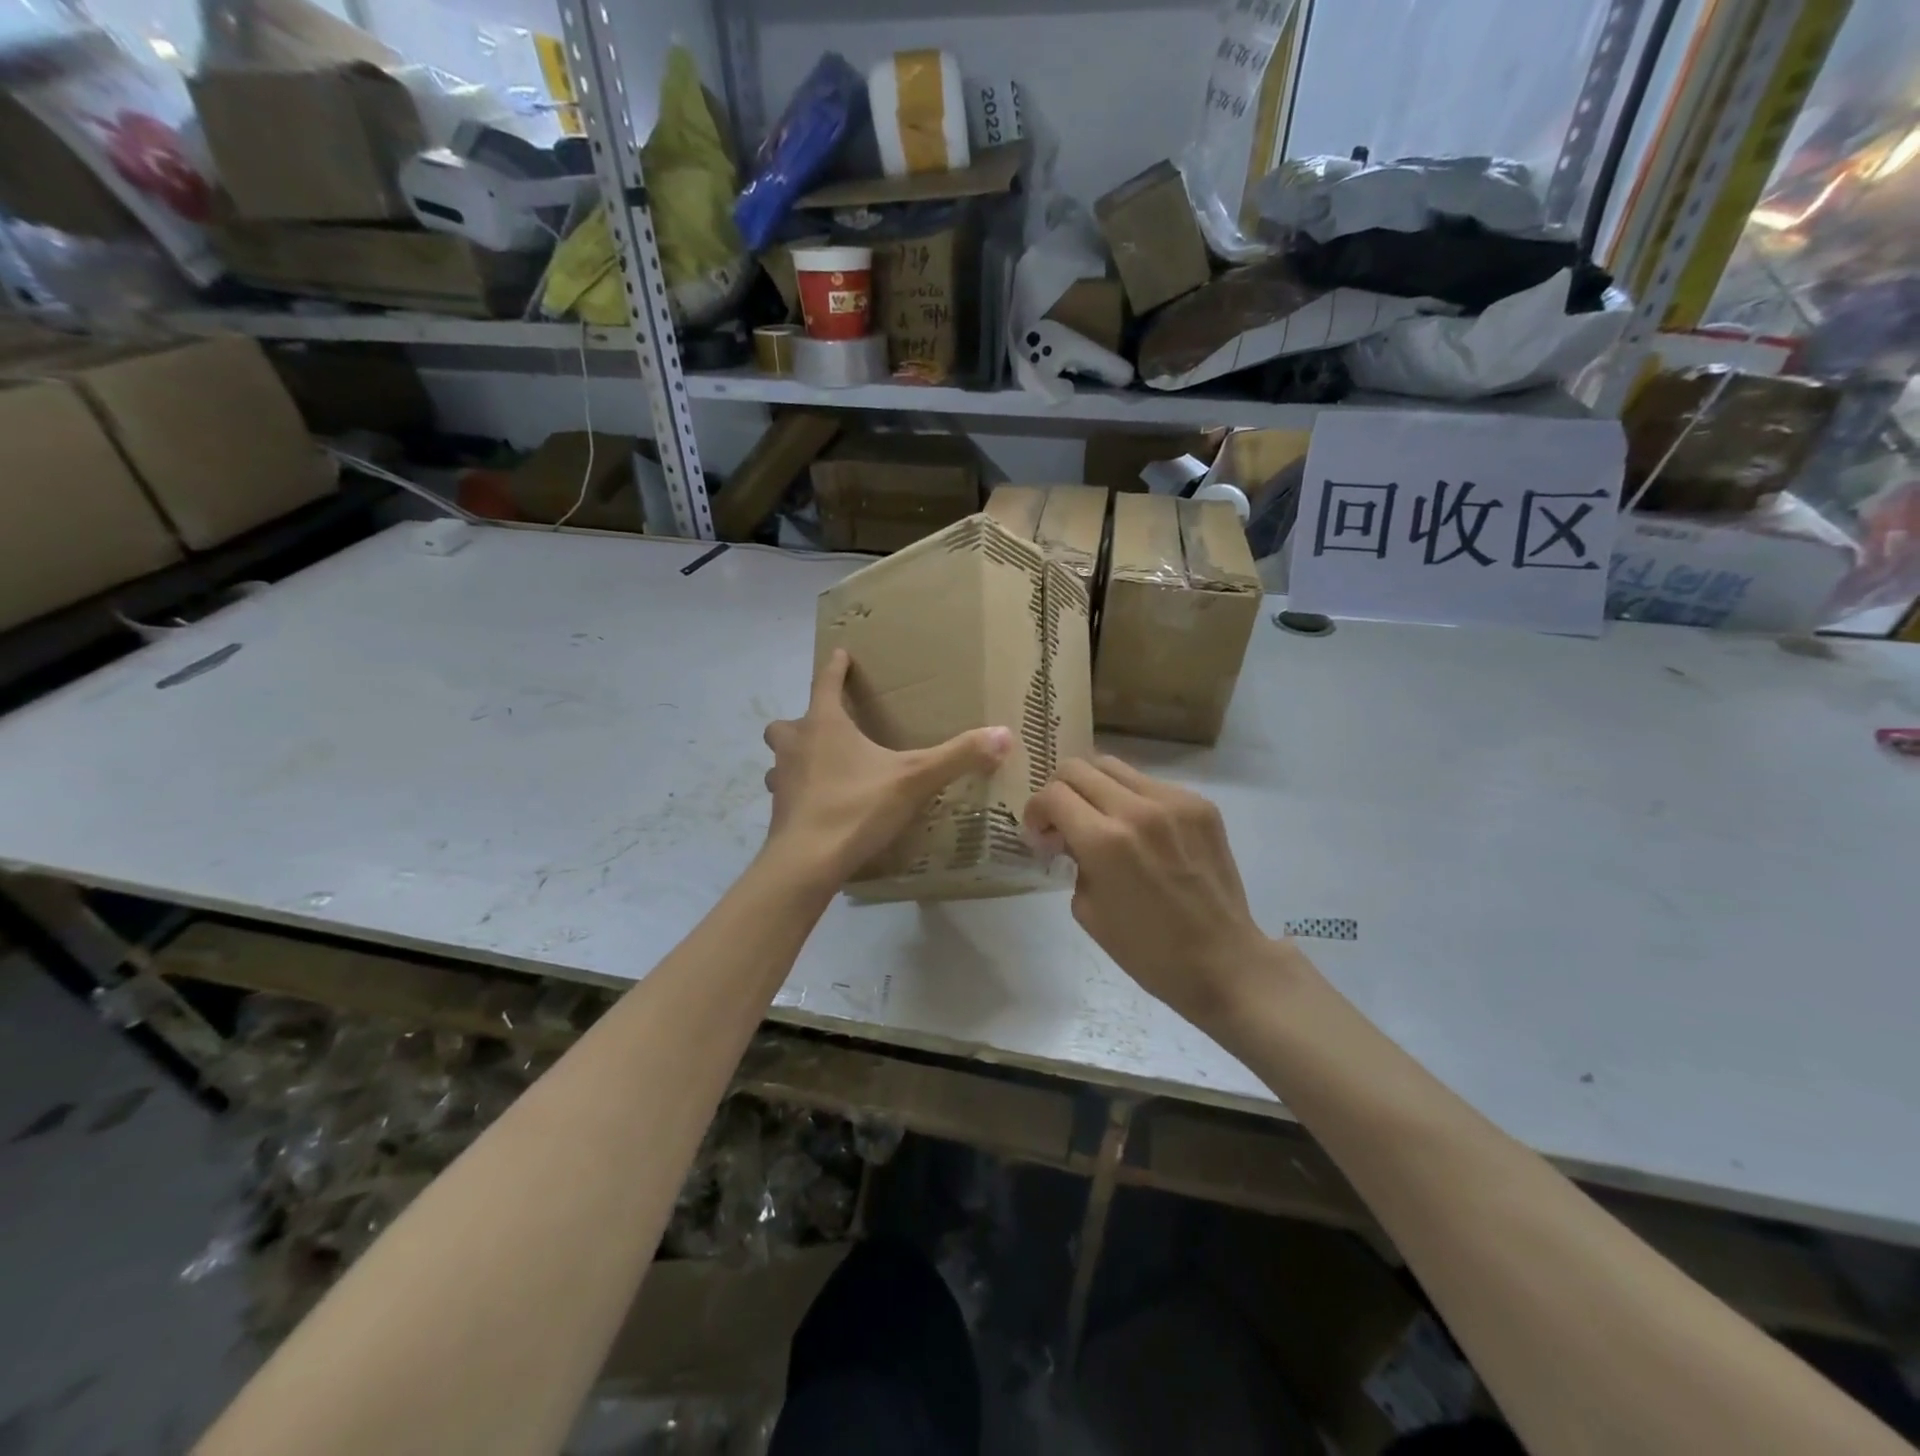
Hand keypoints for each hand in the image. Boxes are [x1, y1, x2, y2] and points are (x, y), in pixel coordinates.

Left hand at [763, 648, 1012, 891]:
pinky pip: (786, 791)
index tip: (840, 653)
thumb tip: (1004, 734)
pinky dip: (799, 792)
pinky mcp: (778, 812)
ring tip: (821, 768)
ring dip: (796, 758)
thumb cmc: (856, 807)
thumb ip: (958, 756)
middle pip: (788, 722)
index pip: (825, 682)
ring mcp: (781, 779)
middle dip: (805, 721)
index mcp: (824, 725)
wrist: (807, 861)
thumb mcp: (914, 779)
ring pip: (781, 758)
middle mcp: (796, 745)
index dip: (835, 667)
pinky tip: (821, 805)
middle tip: (828, 729)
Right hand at [1025, 755, 1279, 1025]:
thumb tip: (1068, 835)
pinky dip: (1132, 800)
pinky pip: (1149, 784)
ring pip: (1114, 767)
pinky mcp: (1200, 804)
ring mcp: (1174, 801)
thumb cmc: (1147, 950)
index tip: (1040, 835)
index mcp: (1104, 841)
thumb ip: (1073, 860)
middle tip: (1063, 822)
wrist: (1223, 960)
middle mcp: (1137, 809)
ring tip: (1100, 820)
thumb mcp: (1087, 909)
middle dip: (1059, 792)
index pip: (1052, 795)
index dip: (1036, 811)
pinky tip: (1140, 832)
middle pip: (1078, 768)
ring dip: (1094, 789)